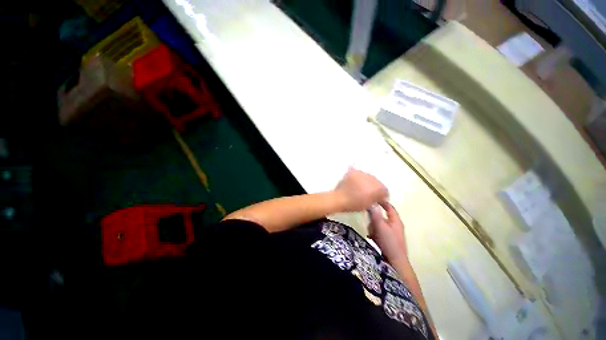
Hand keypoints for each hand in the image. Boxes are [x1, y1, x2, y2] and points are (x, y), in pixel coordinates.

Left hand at [333, 169, 387, 211]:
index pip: (385, 190)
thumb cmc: (354, 204)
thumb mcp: (369, 204)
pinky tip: (356, 183)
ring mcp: (362, 174)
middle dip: (374, 187)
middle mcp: (372, 178)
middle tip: (368, 193)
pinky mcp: (354, 172)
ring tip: (361, 187)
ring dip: (367, 181)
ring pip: (369, 177)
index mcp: (377, 188)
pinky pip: (360, 174)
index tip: (378, 198)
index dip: (381, 195)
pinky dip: (360, 178)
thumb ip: (376, 199)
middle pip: (377, 182)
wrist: (339, 199)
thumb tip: (379, 196)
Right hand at [368, 201, 407, 263]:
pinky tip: (372, 238)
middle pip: (381, 215)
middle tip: (370, 222)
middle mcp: (394, 225)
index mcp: (396, 220)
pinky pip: (378, 231)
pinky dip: (374, 233)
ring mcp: (391, 233)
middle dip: (374, 219)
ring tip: (372, 234)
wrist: (394, 263)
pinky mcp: (387, 239)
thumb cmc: (389, 243)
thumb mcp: (381, 227)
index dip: (381, 202)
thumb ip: (376, 215)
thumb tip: (372, 203)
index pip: (389, 206)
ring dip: (373, 227)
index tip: (371, 199)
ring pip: (378, 224)